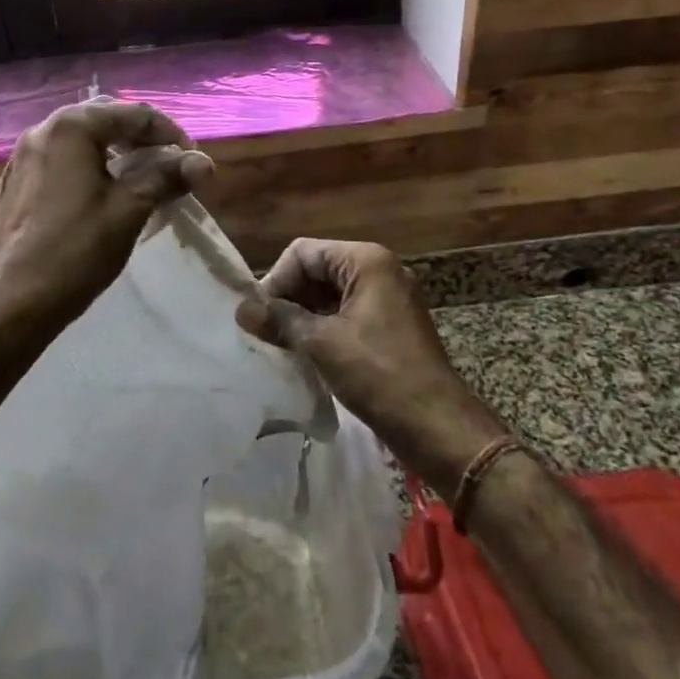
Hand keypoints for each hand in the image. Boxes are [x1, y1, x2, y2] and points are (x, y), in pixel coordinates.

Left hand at [0, 99, 213, 326]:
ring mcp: (22, 158)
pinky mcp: (14, 185)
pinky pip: (59, 162)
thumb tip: (204, 163)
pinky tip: (100, 194)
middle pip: (104, 119)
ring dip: (114, 152)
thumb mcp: (130, 209)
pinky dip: (87, 167)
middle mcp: (42, 131)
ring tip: (140, 177)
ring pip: (80, 141)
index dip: (170, 134)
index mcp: (71, 128)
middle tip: (169, 163)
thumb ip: (167, 177)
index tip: (192, 161)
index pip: (134, 114)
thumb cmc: (78, 249)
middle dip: (140, 137)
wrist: (17, 300)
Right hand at [236, 239, 508, 492]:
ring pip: (330, 294)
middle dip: (289, 297)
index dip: (277, 279)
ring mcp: (388, 298)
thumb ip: (280, 320)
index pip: (304, 252)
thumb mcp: (322, 344)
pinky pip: (346, 313)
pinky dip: (323, 328)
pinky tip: (305, 353)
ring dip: (303, 315)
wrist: (437, 426)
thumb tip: (241, 309)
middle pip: (317, 269)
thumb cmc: (379, 375)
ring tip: (280, 344)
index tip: (260, 316)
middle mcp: (380, 269)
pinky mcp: (390, 325)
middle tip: (265, 332)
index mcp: (367, 261)